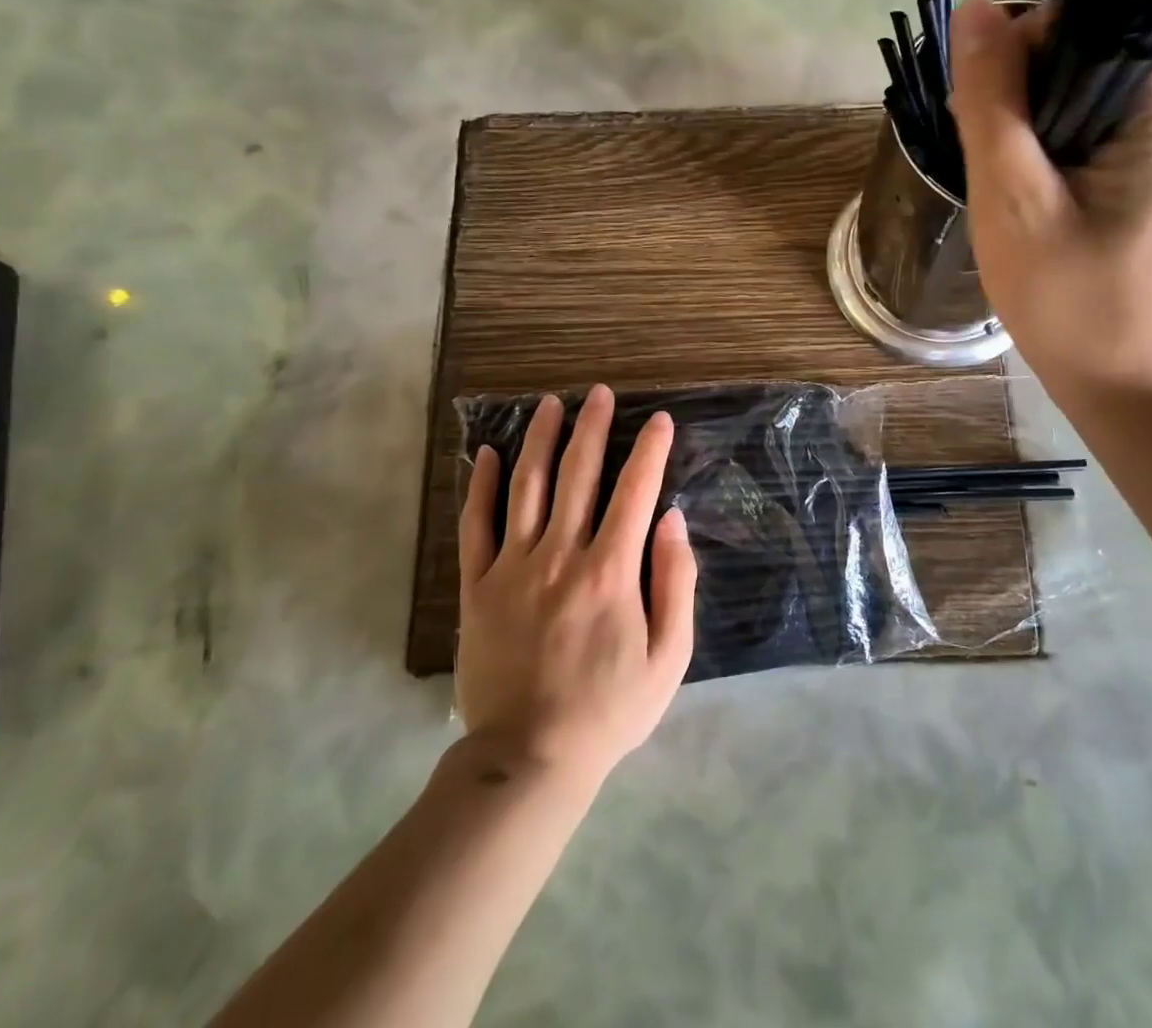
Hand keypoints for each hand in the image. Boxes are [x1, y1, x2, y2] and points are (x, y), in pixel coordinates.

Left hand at [456, 385, 696, 785]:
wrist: (529, 758)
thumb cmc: (609, 709)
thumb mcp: (669, 657)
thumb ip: (675, 583)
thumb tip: (672, 520)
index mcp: (610, 570)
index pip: (635, 491)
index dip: (649, 450)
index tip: (659, 420)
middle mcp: (561, 554)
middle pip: (578, 474)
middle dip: (592, 427)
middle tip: (599, 393)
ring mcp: (513, 567)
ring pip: (527, 487)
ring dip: (540, 440)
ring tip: (550, 404)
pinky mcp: (477, 587)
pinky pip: (475, 526)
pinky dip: (482, 486)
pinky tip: (489, 454)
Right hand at [948, 0, 1151, 402]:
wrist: (1136, 392)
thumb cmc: (1073, 302)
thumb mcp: (1014, 198)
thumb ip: (992, 99)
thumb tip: (973, 8)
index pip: (1084, 20)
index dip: (1018, 54)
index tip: (984, 122)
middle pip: (1087, 54)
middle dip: (1023, 95)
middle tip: (991, 166)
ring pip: (1088, 95)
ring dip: (1034, 127)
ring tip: (1009, 189)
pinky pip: (1102, 132)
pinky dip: (1057, 151)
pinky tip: (1036, 200)